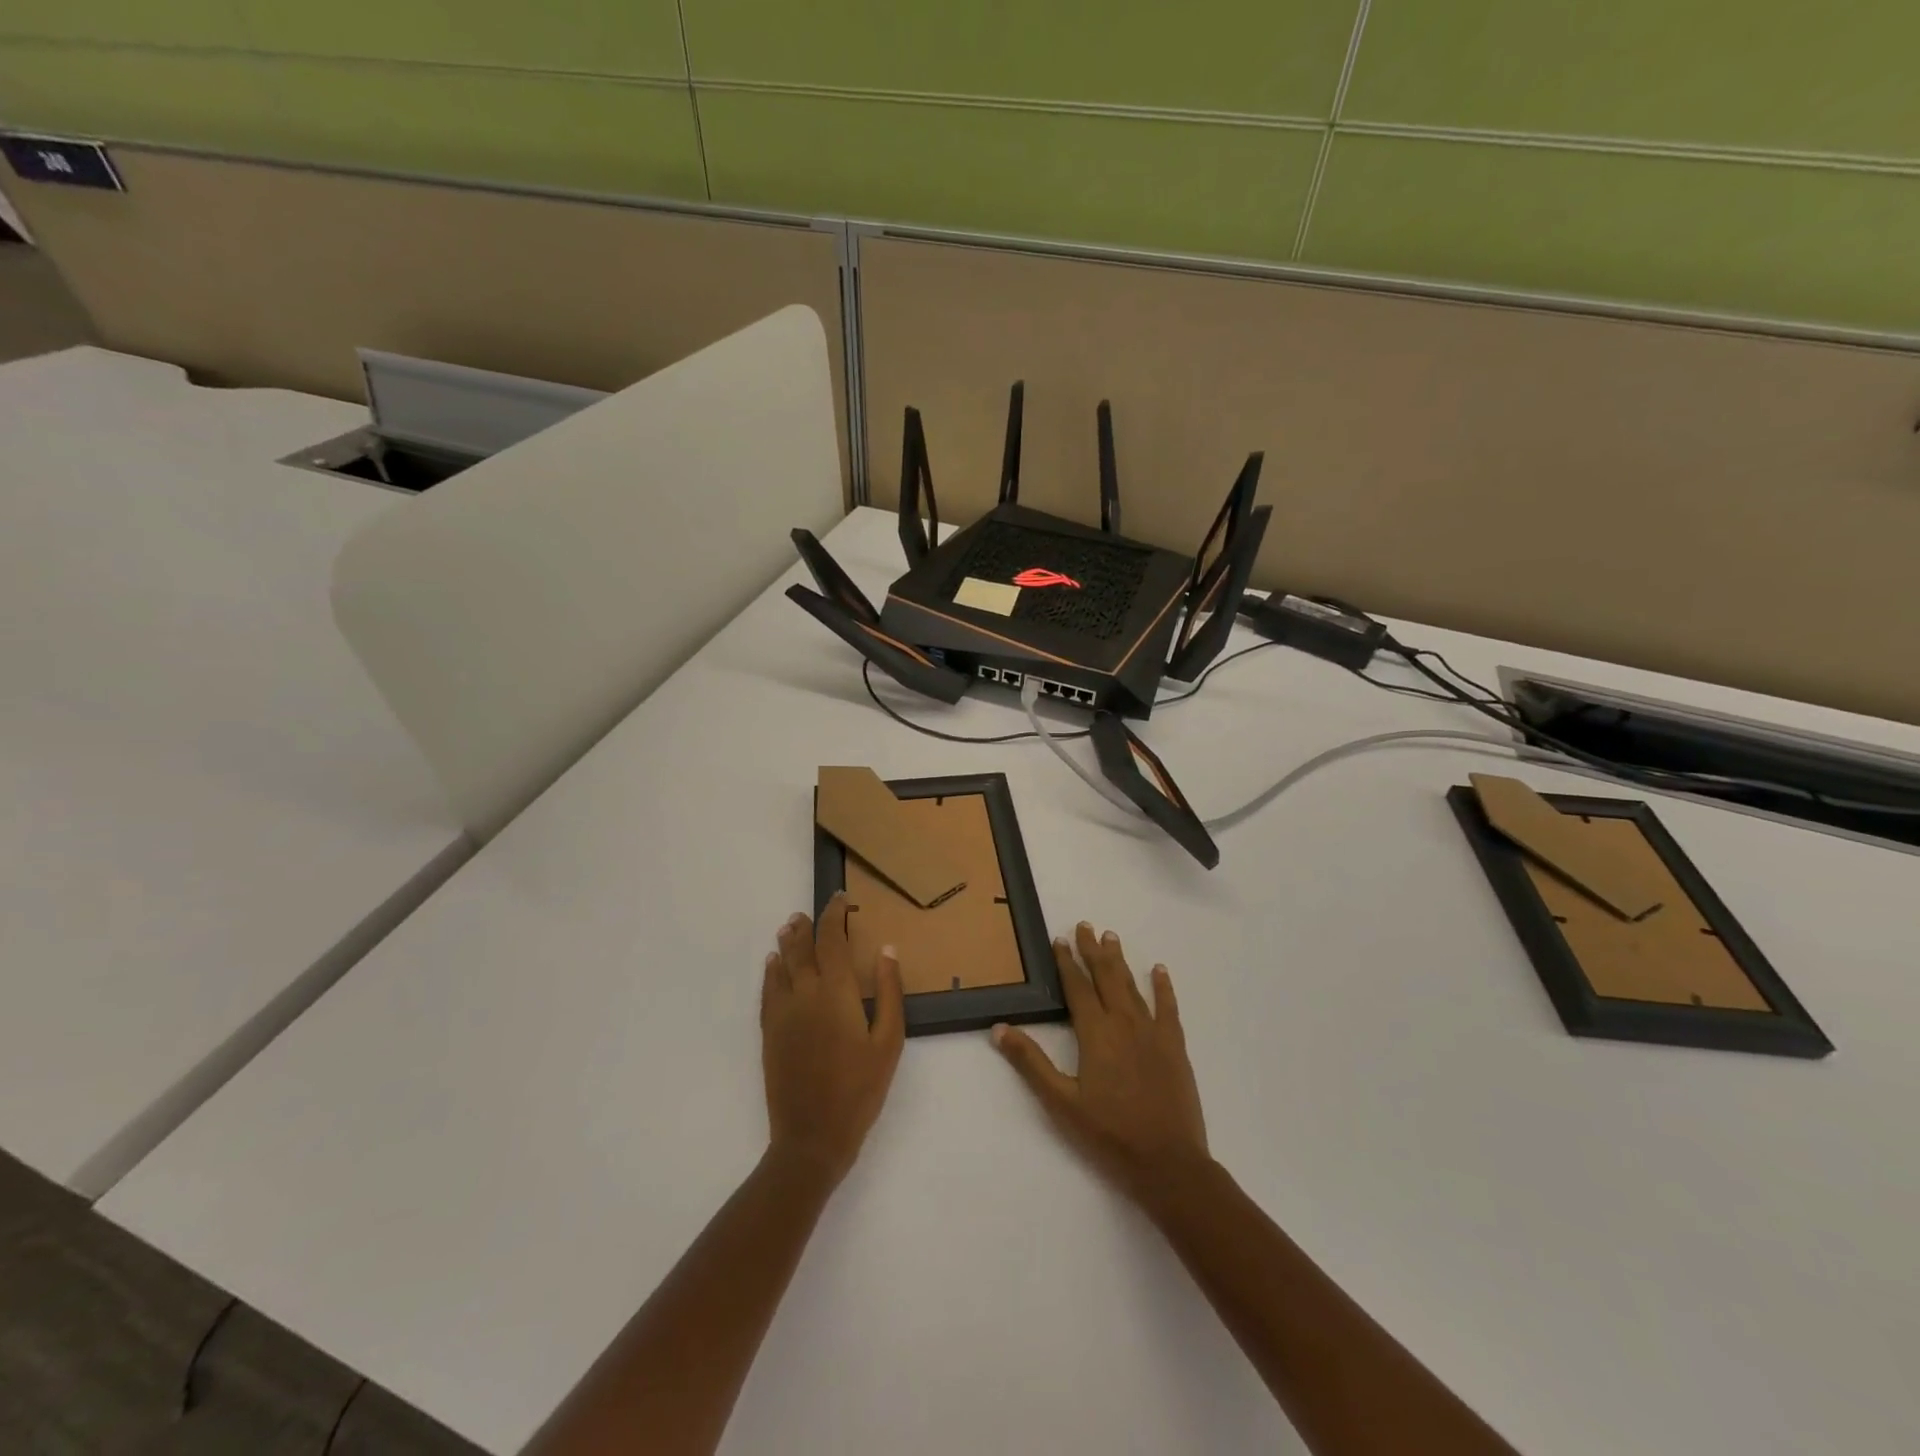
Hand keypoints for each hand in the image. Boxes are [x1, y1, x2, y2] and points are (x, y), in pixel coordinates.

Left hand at [762, 892, 905, 1185]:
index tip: (841, 900)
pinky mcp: (769, 1032)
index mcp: (836, 991)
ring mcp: (782, 1013)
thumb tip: (887, 949)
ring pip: (781, 965)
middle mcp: (804, 993)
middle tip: (809, 912)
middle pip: (802, 947)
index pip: (832, 939)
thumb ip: (888, 991)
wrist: (811, 1137)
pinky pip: (767, 991)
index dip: (835, 915)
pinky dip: (771, 972)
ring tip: (789, 928)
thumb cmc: (860, 1089)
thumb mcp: (889, 1042)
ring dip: (787, 943)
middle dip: (806, 926)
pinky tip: (773, 966)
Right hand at [993, 922, 1208, 1200]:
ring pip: (1132, 986)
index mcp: (1095, 1033)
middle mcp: (1123, 1022)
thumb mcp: (1060, 1102)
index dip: (1066, 962)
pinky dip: (1163, 987)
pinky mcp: (1174, 1046)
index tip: (1059, 940)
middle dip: (1093, 951)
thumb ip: (1030, 1062)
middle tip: (1086, 925)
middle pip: (1106, 977)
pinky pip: (1168, 1007)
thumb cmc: (1109, 1134)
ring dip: (1120, 961)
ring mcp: (1152, 1032)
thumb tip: (999, 1028)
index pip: (1076, 987)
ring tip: (1111, 938)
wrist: (1167, 1162)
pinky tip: (1159, 970)